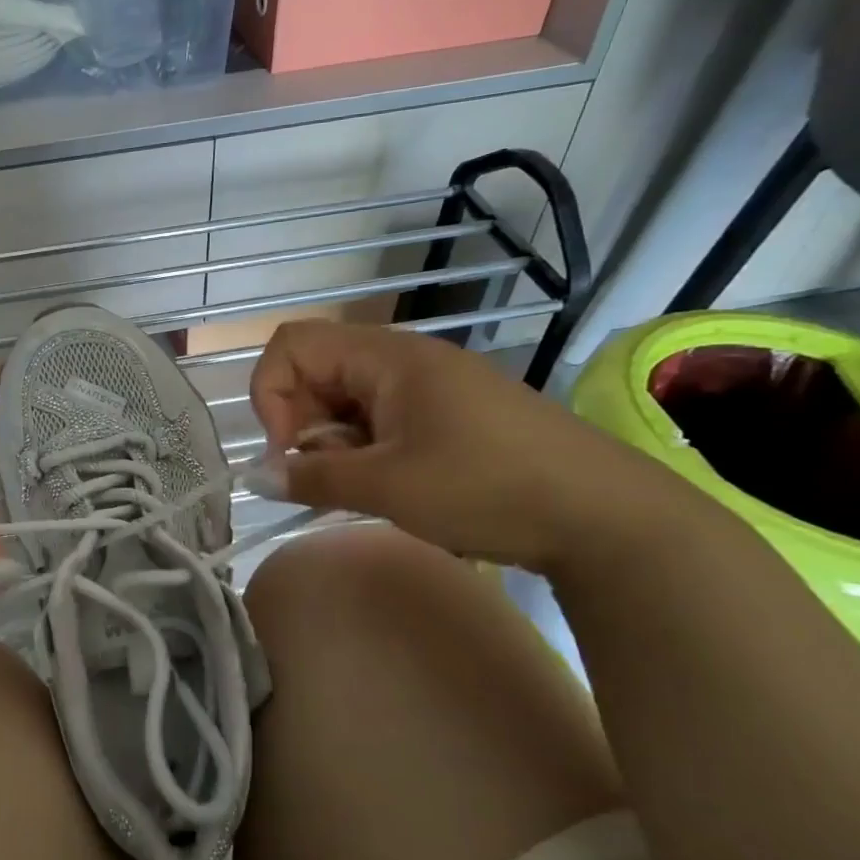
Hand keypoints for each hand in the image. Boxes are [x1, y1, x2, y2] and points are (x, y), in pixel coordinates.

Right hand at [248, 320, 689, 571]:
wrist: (605, 515)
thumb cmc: (487, 487)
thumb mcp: (387, 486)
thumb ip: (311, 477)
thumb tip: (254, 477)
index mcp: (387, 357)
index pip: (293, 344)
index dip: (272, 394)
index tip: (287, 452)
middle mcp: (404, 359)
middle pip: (317, 371)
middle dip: (302, 423)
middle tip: (320, 477)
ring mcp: (430, 386)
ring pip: (347, 399)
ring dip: (334, 442)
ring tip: (360, 487)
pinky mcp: (448, 413)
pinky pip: (381, 418)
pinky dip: (365, 449)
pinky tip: (388, 485)